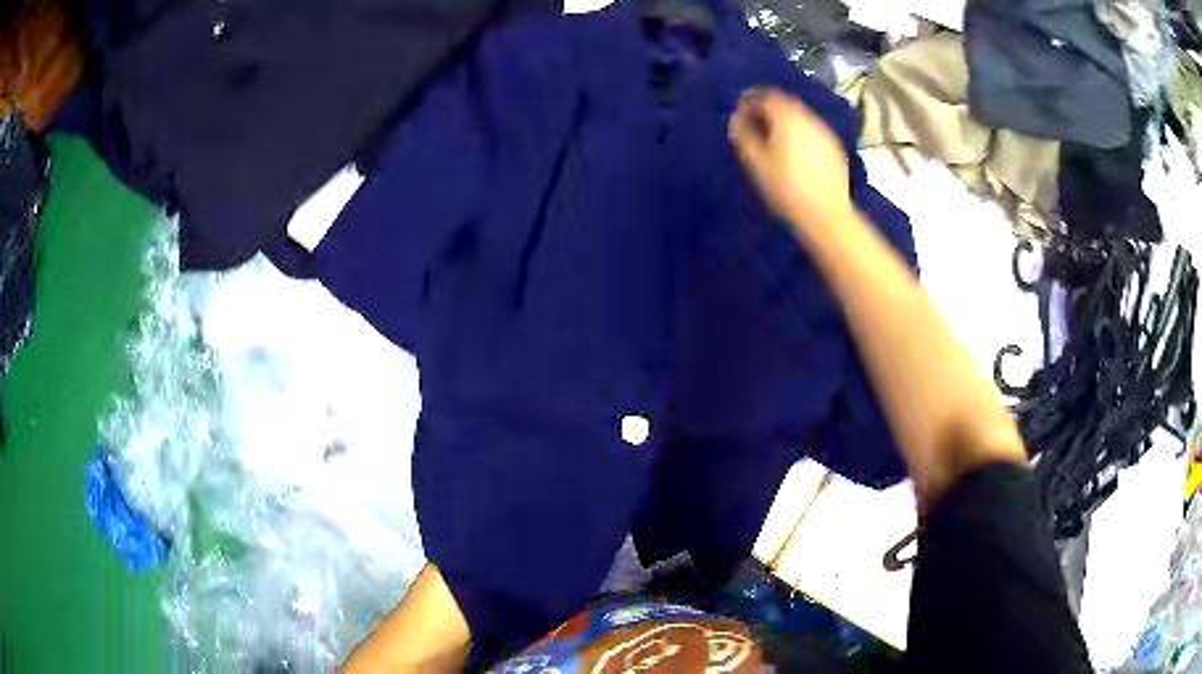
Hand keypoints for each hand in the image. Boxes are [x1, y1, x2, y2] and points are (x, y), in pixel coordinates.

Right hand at [728, 88, 854, 232]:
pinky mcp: (834, 147)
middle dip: (767, 107)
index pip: (764, 96)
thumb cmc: (786, 189)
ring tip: (773, 137)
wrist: (827, 215)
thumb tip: (735, 118)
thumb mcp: (756, 163)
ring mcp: (824, 131)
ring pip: (800, 115)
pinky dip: (799, 131)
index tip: (738, 112)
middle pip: (784, 101)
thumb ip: (743, 135)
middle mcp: (808, 117)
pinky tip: (795, 149)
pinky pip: (812, 129)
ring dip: (784, 119)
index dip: (748, 100)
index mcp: (787, 117)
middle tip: (754, 122)